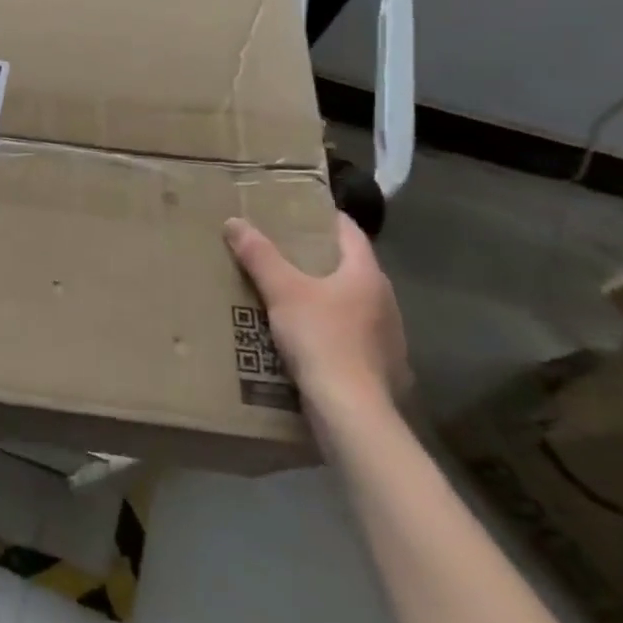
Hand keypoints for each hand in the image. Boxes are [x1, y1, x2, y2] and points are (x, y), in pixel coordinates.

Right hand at [224, 213, 410, 419]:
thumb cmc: (321, 338)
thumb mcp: (282, 291)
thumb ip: (259, 255)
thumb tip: (234, 222)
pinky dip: (331, 327)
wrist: (351, 410)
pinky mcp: (381, 366)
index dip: (325, 218)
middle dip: (320, 257)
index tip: (299, 211)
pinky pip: (352, 334)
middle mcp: (385, 301)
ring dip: (326, 294)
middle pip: (351, 267)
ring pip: (353, 302)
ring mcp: (387, 337)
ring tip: (290, 293)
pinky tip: (307, 336)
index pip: (350, 232)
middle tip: (283, 250)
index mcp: (367, 275)